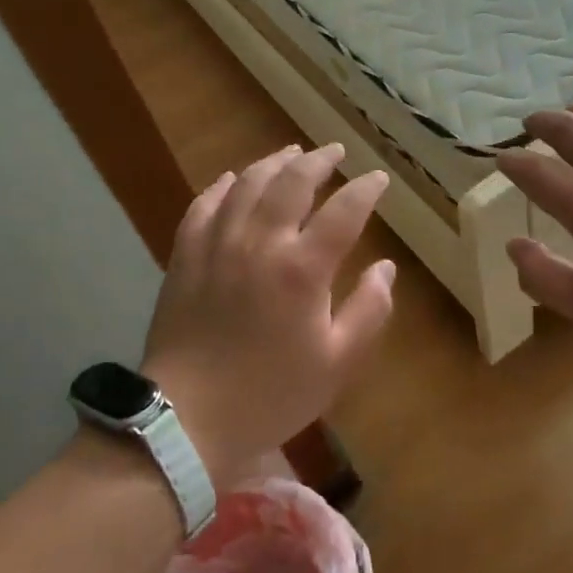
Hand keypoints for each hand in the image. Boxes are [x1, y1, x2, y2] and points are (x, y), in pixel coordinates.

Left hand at [140, 143, 393, 486]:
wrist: (188, 420)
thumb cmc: (271, 394)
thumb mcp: (337, 364)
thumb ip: (369, 311)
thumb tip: (386, 268)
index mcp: (302, 269)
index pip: (344, 211)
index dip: (365, 189)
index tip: (378, 179)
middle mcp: (260, 243)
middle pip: (292, 182)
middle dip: (319, 160)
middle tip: (336, 151)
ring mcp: (218, 244)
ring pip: (247, 184)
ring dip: (273, 162)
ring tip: (291, 152)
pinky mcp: (185, 255)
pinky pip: (204, 205)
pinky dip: (222, 186)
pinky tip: (233, 179)